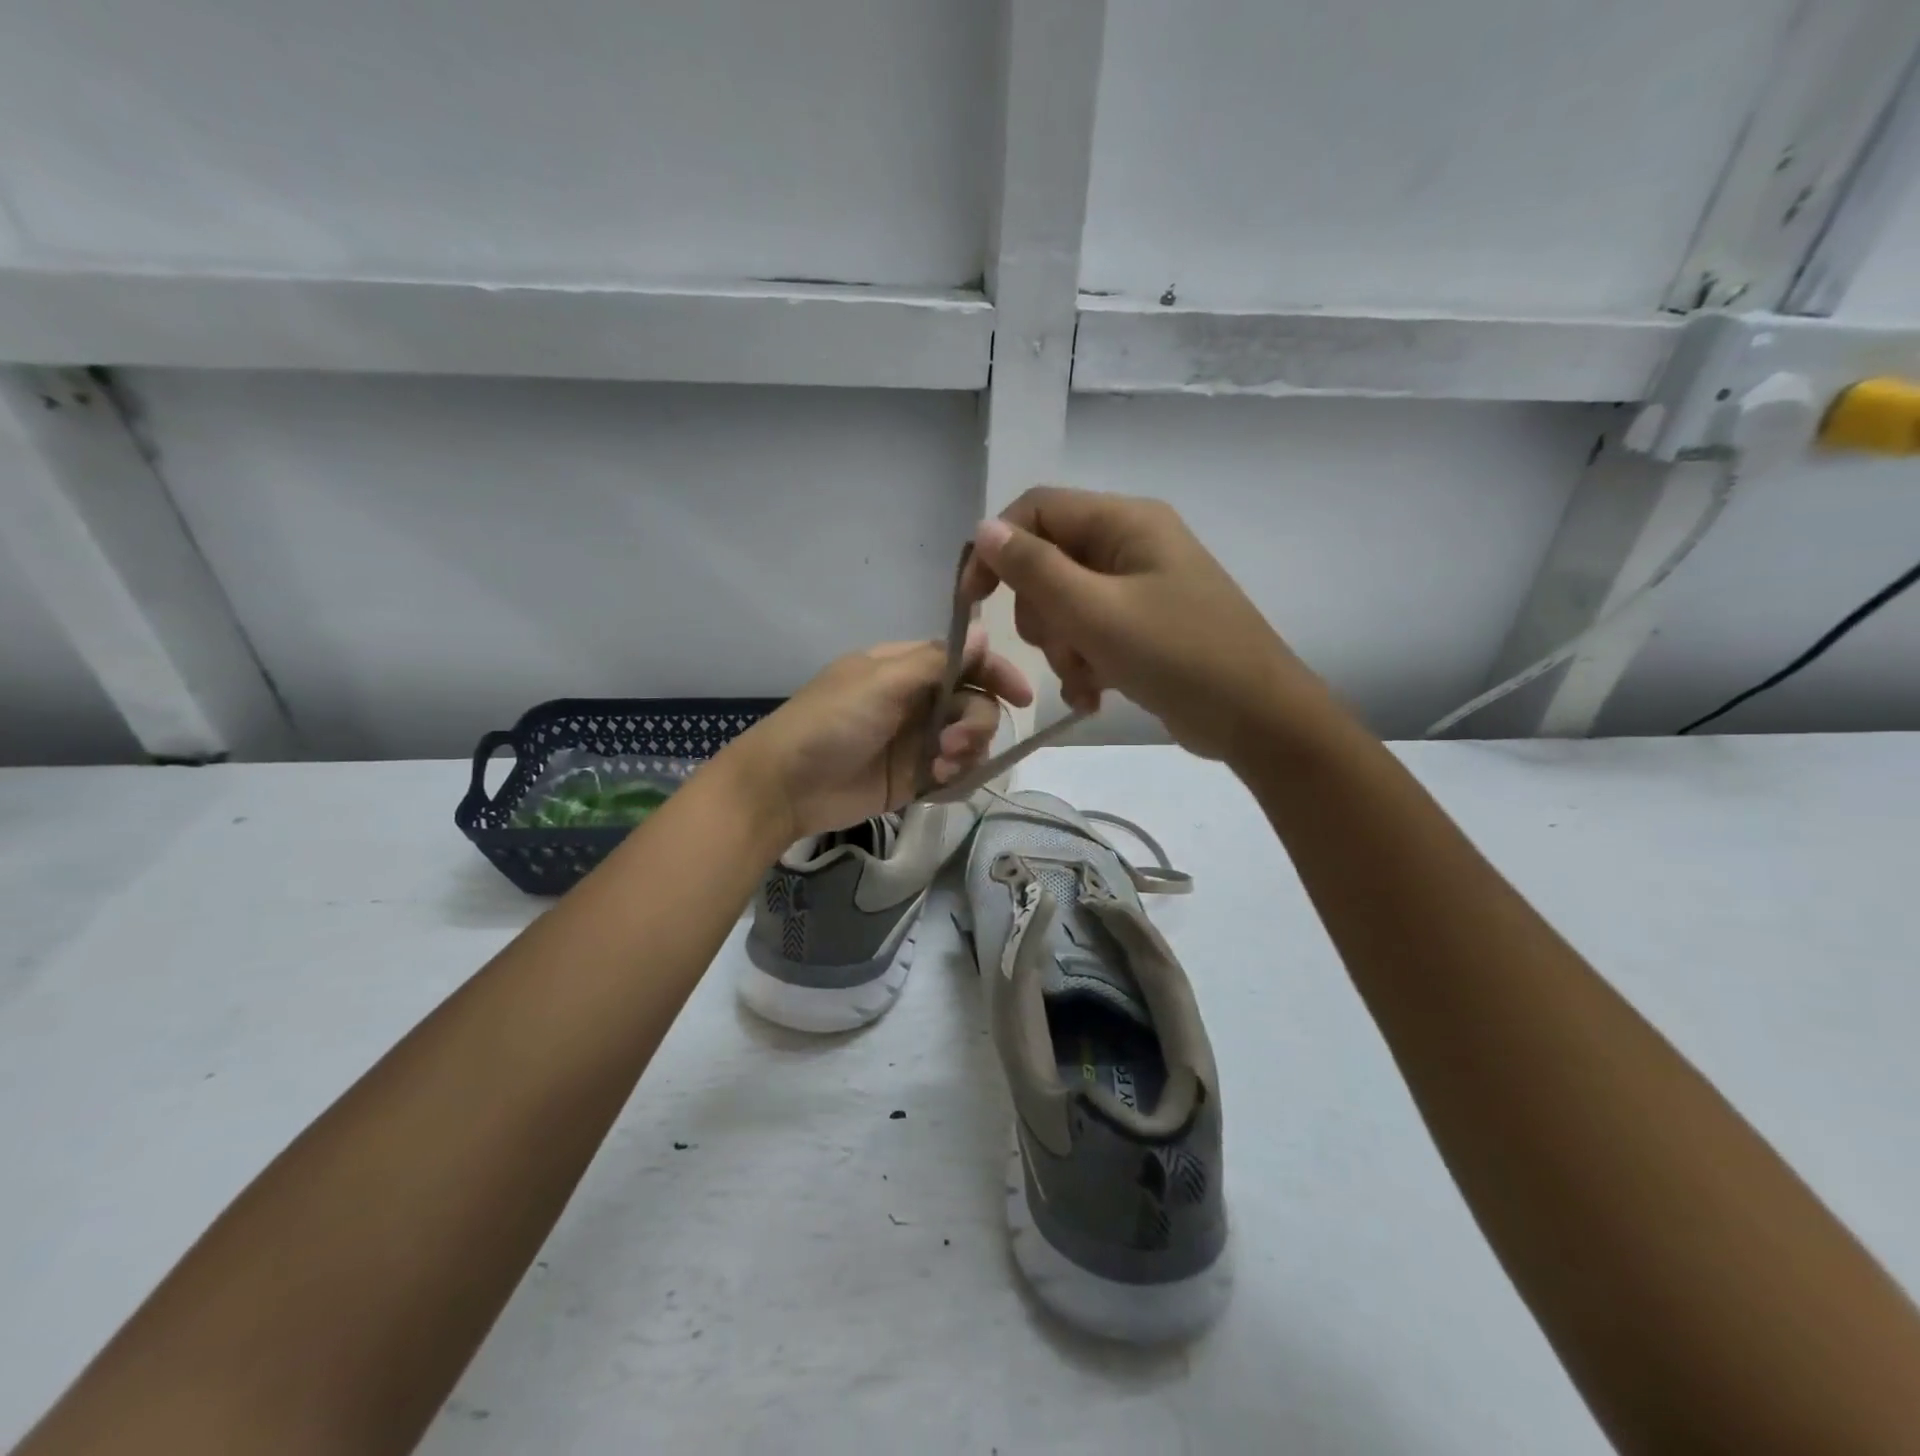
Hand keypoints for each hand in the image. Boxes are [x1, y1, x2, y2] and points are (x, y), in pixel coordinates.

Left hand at [723, 625, 1030, 842]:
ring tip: (940, 769)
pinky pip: (955, 773)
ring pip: (970, 740)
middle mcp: (918, 700)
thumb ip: (937, 662)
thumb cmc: (830, 721)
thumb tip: (982, 631)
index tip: (1021, 695)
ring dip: (967, 752)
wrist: (787, 786)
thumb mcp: (882, 682)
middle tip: (952, 745)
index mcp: (907, 667)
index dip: (996, 672)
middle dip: (975, 723)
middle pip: (975, 702)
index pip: (966, 661)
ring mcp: (917, 740)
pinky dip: (957, 778)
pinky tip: (938, 784)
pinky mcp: (915, 778)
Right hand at [962, 486, 1324, 760]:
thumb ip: (1034, 569)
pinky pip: (1090, 634)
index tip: (973, 601)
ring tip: (1087, 680)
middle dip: (1042, 615)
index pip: (1037, 509)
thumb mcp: (1095, 612)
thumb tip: (984, 529)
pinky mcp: (1144, 626)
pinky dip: (1083, 664)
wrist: (1255, 716)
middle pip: (1048, 563)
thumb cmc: (1176, 655)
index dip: (997, 548)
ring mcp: (1139, 587)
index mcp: (1124, 521)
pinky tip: (1093, 696)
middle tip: (1062, 648)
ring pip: (1065, 606)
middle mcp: (1131, 544)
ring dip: (1063, 649)